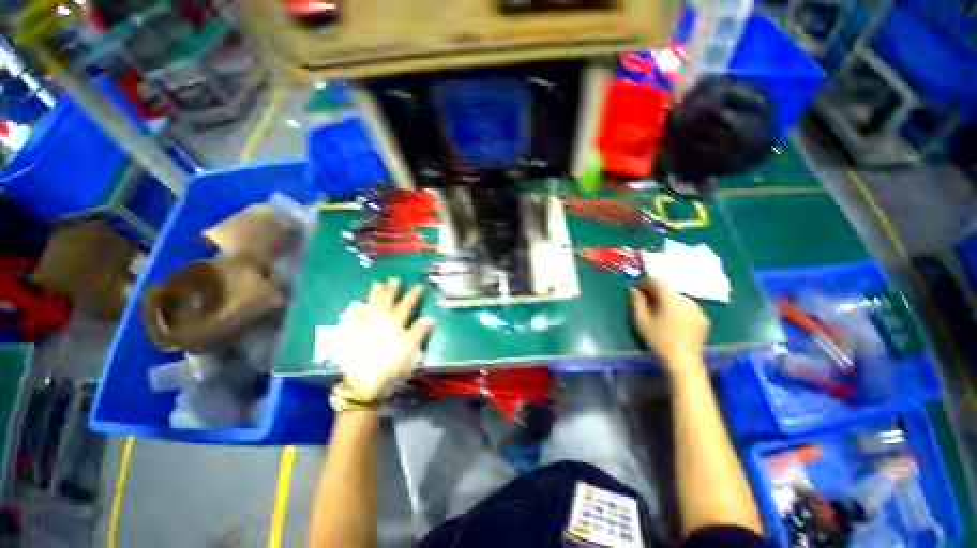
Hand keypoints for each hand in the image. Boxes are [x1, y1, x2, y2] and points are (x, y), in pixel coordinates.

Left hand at [342, 278, 431, 399]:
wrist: (365, 381)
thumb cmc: (391, 365)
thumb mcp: (410, 350)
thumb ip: (418, 333)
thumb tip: (428, 318)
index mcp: (395, 324)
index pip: (406, 305)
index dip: (412, 295)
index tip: (418, 286)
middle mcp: (380, 321)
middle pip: (387, 302)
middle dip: (392, 290)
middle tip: (394, 279)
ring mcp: (366, 327)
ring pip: (371, 306)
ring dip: (375, 295)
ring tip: (376, 284)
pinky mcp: (355, 335)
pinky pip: (356, 320)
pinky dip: (358, 312)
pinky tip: (358, 307)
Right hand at [629, 278, 709, 372]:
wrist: (684, 361)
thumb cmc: (659, 340)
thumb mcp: (642, 320)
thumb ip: (637, 301)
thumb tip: (633, 288)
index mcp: (670, 298)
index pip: (657, 281)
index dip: (645, 282)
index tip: (636, 289)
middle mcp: (686, 299)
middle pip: (668, 288)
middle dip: (655, 291)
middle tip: (645, 299)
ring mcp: (697, 308)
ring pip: (678, 297)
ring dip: (667, 299)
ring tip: (658, 309)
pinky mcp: (703, 317)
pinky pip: (687, 306)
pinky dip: (678, 307)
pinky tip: (672, 318)